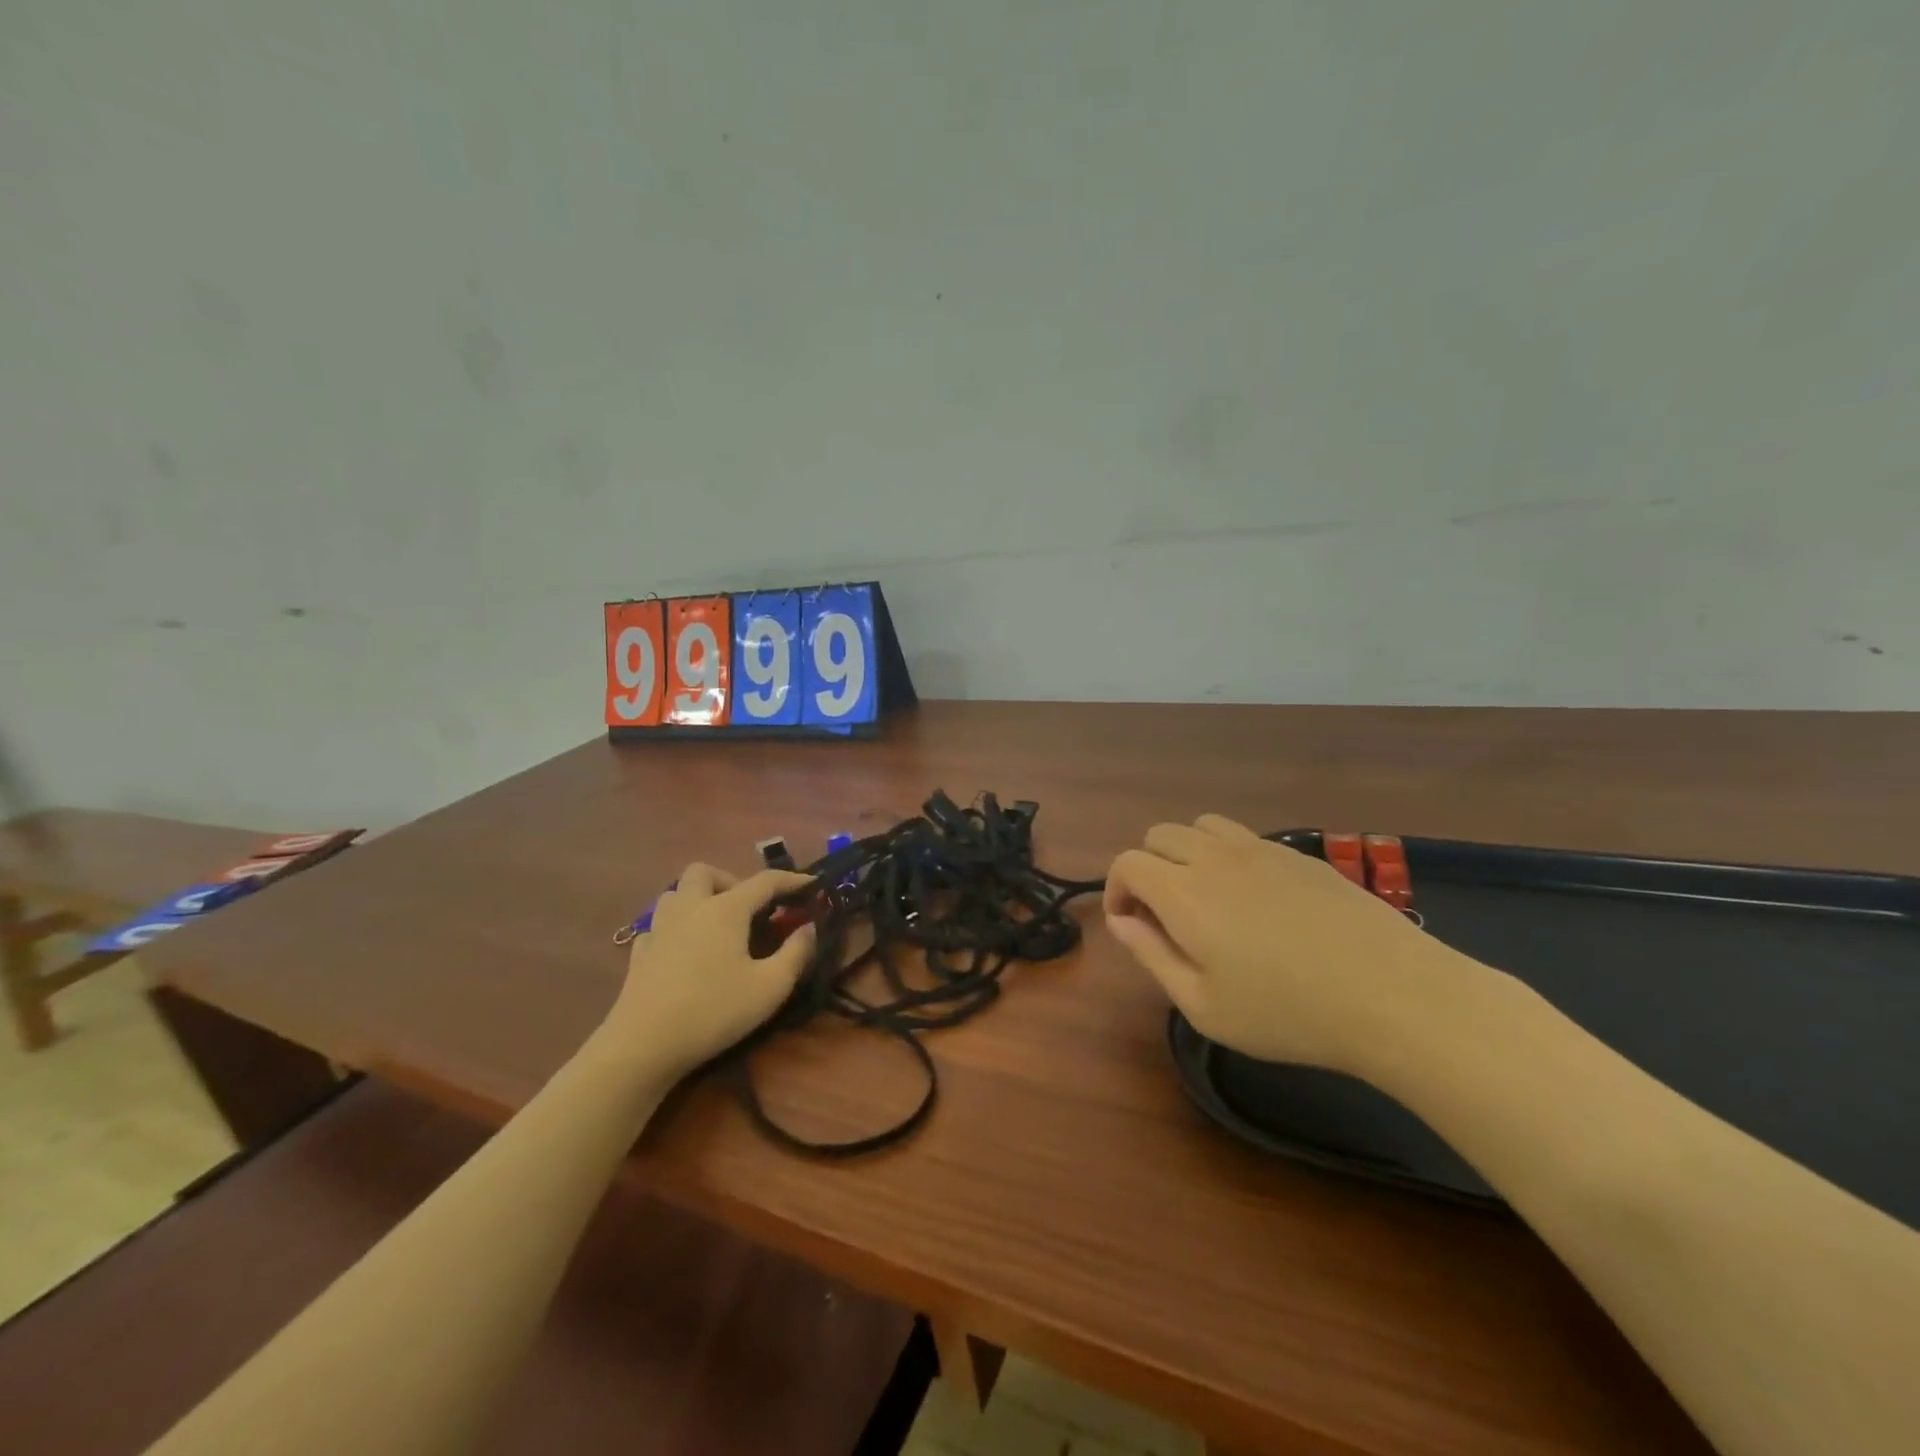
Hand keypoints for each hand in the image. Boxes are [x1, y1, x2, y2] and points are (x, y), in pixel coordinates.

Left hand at [599, 863, 816, 1082]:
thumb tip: (808, 927)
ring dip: (698, 899)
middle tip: (749, 909)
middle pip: (704, 871)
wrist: (642, 1046)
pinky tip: (685, 952)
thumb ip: (796, 953)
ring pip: (675, 893)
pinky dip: (676, 929)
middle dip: (730, 880)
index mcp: (725, 909)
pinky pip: (658, 926)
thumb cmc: (713, 1011)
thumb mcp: (770, 987)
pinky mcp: (639, 954)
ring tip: (717, 927)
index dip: (792, 880)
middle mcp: (690, 908)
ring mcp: (659, 929)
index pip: (765, 881)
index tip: (812, 884)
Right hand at [1104, 815, 1462, 1073]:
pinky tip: (1256, 899)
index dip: (1116, 890)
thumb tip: (1122, 923)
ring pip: (1201, 826)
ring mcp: (1261, 849)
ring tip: (1206, 898)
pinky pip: (1244, 837)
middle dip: (1148, 869)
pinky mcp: (1298, 854)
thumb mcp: (1204, 1007)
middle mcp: (1215, 857)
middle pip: (1159, 835)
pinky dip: (1228, 856)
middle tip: (1166, 916)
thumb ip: (1152, 957)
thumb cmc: (1287, 1013)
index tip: (1130, 925)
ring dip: (1187, 853)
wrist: (1391, 994)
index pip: (1127, 862)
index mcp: (1183, 893)